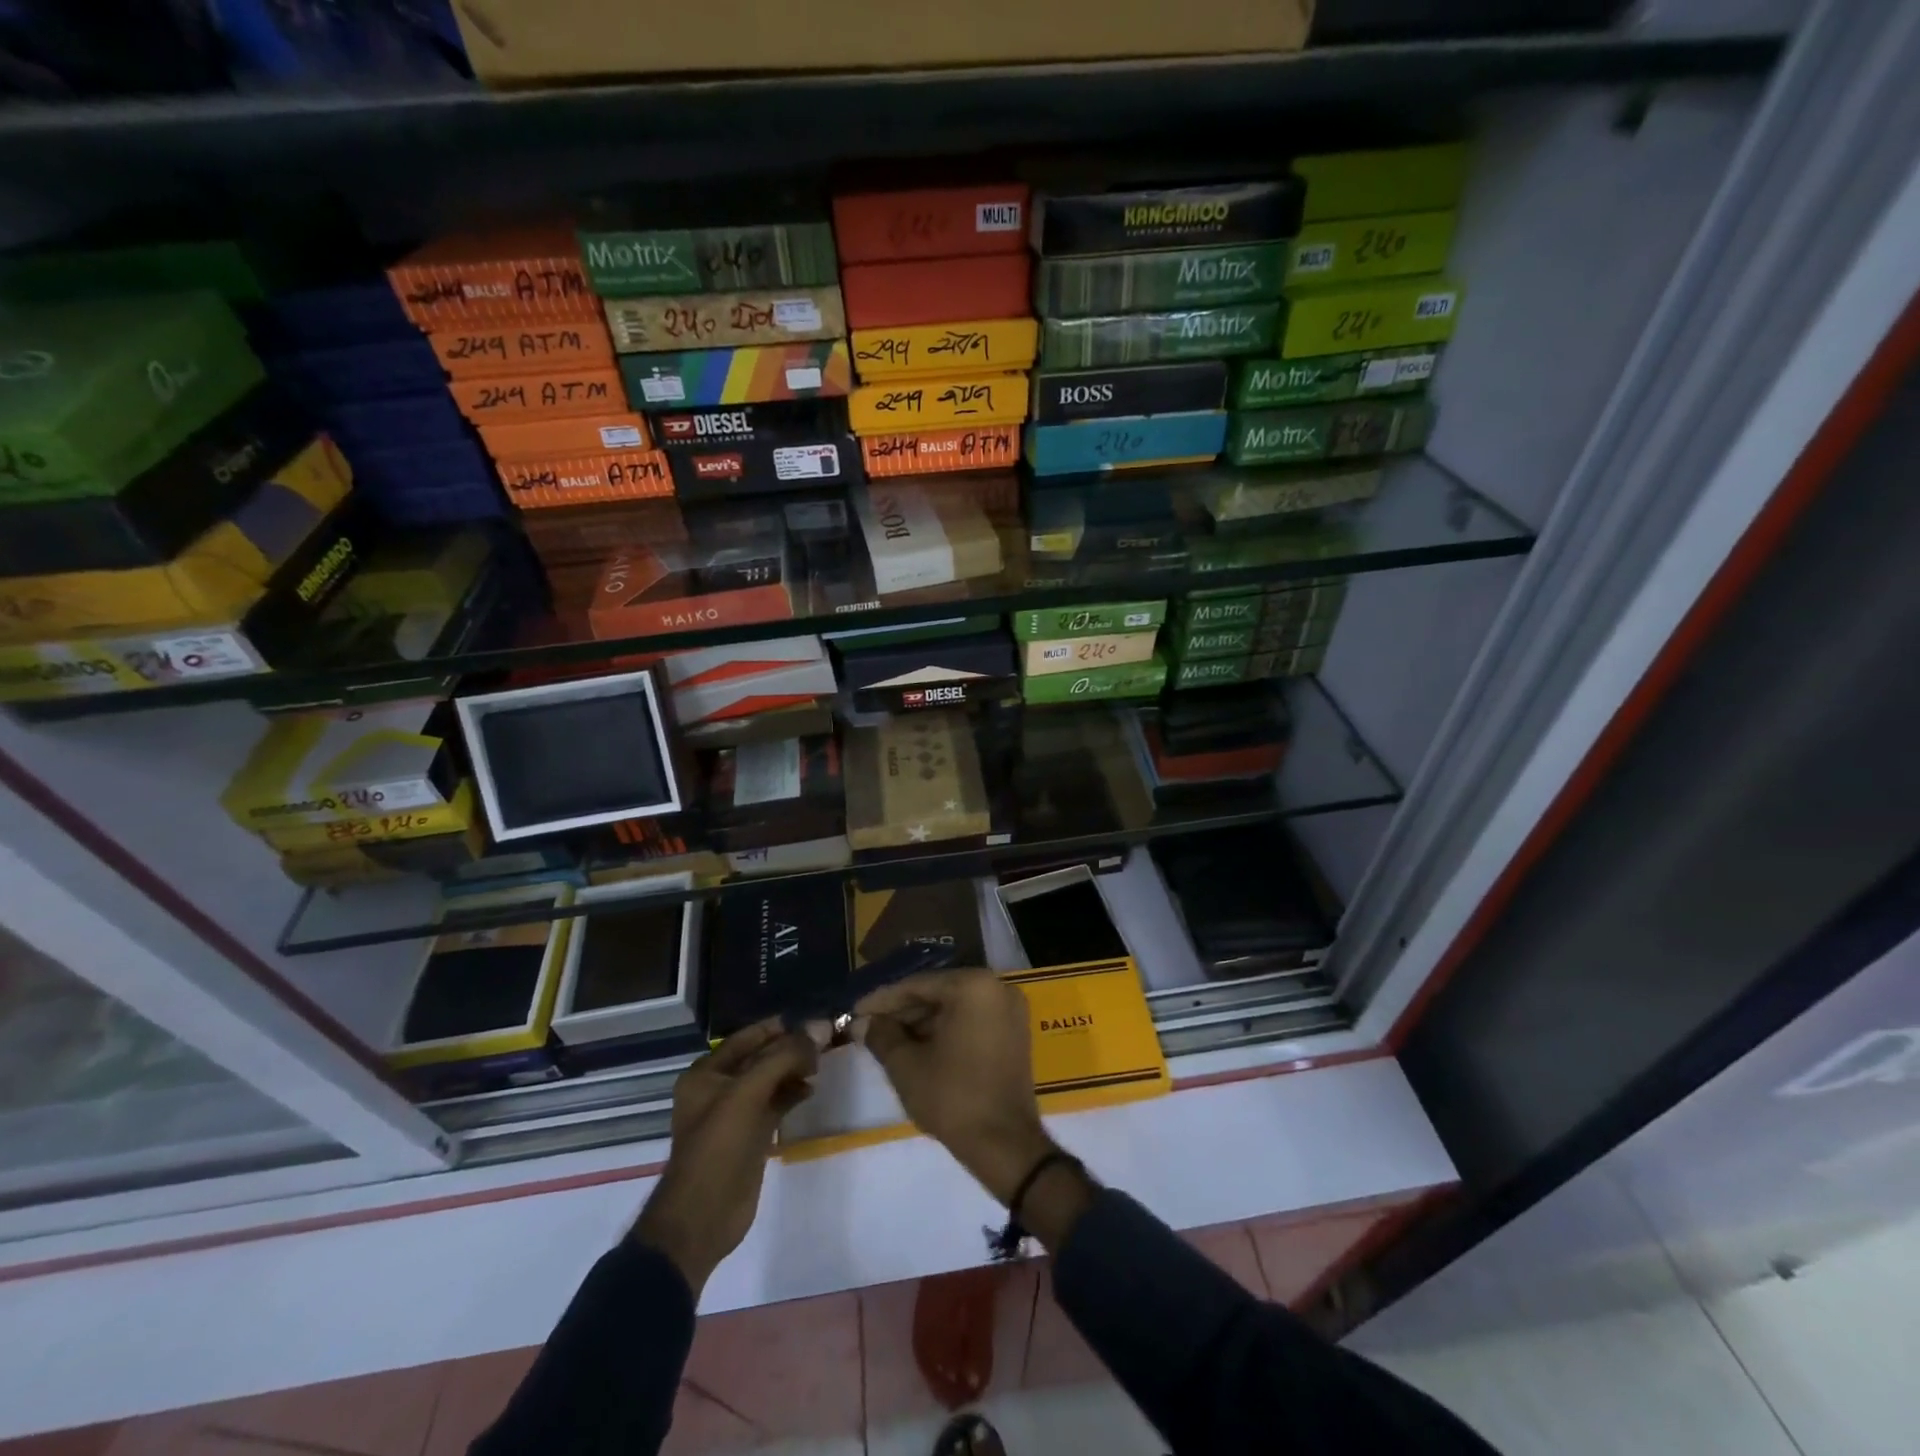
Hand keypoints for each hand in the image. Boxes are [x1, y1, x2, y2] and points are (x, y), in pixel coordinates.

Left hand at [632, 1020, 817, 1294]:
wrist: (702, 1218)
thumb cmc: (718, 1147)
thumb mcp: (748, 1094)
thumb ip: (783, 1058)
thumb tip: (819, 1028)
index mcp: (706, 1073)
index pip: (747, 1037)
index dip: (778, 1028)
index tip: (811, 1021)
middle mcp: (719, 1088)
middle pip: (761, 1058)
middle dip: (790, 1049)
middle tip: (824, 1042)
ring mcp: (735, 1114)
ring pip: (770, 1080)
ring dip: (794, 1070)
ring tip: (821, 1064)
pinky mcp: (751, 1135)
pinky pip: (775, 1104)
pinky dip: (792, 1093)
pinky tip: (811, 1090)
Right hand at [855, 969, 1053, 1206]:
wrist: (1005, 1145)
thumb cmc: (953, 1098)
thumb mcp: (906, 1065)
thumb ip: (881, 1035)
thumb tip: (862, 1022)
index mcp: (973, 986)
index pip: (917, 985)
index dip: (882, 1000)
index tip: (855, 1011)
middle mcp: (997, 987)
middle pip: (938, 993)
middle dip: (902, 1011)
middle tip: (868, 1027)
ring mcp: (1010, 1009)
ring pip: (955, 1007)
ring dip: (922, 1022)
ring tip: (887, 1040)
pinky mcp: (1014, 1032)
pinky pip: (972, 1020)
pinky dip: (946, 1030)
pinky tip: (917, 1047)